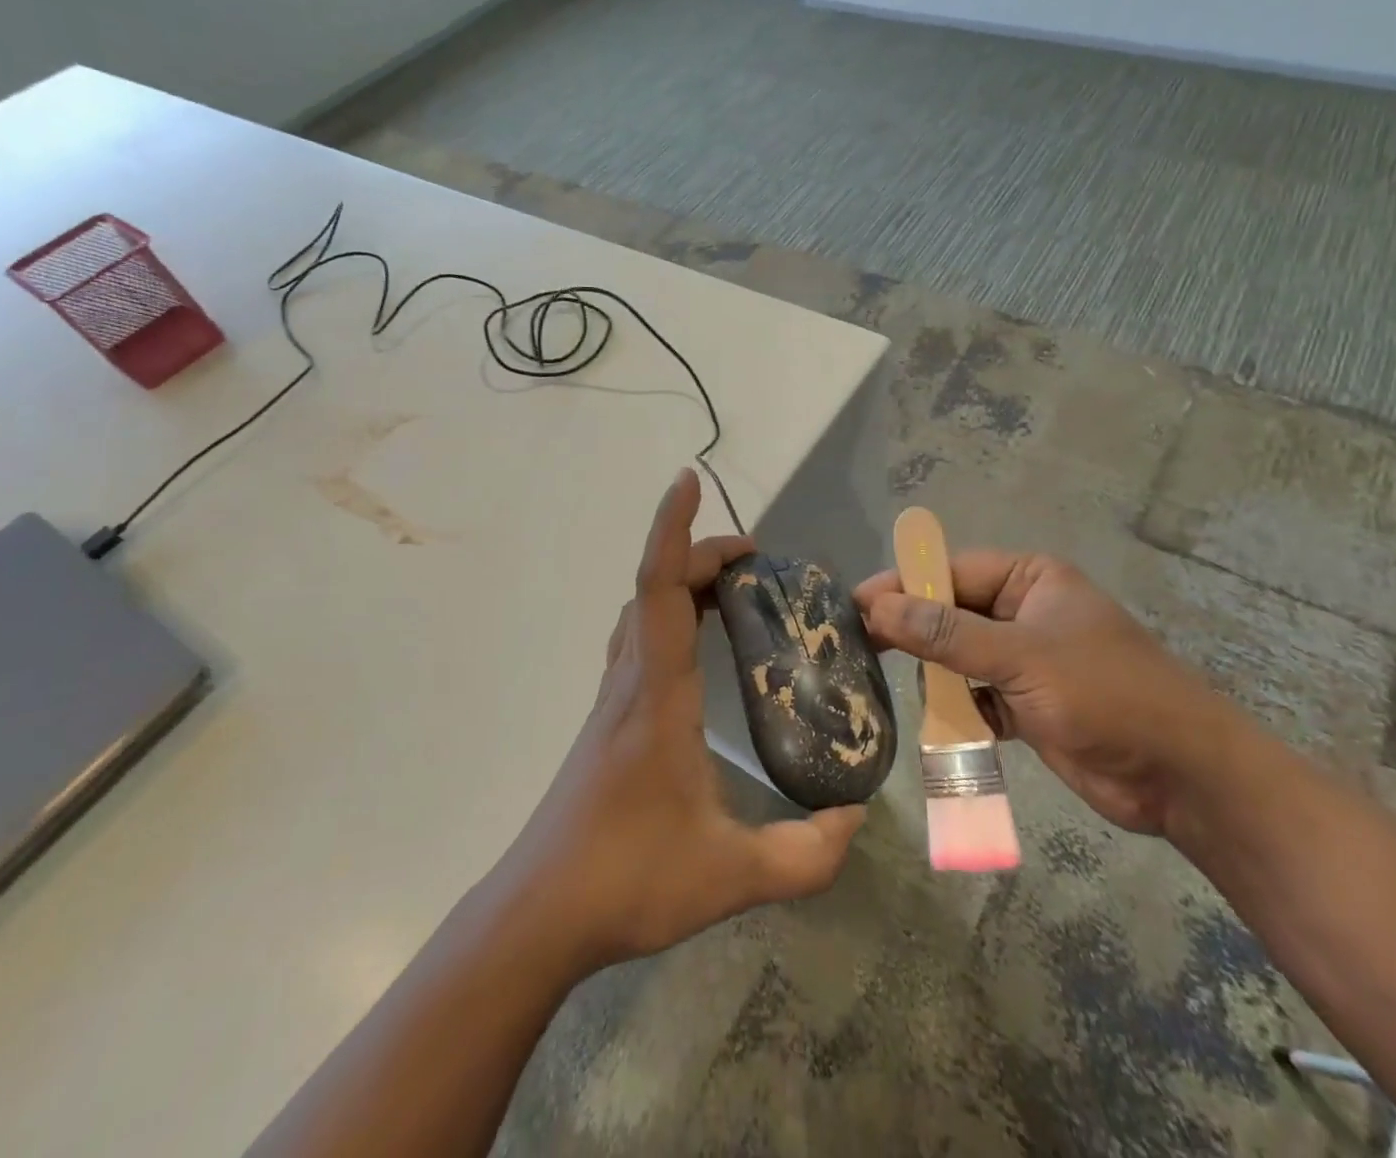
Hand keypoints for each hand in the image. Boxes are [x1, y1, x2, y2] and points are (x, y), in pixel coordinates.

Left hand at [498, 468, 865, 973]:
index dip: (673, 529)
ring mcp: (612, 700)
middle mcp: (629, 681)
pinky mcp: (607, 722)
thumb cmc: (627, 880)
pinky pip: (637, 642)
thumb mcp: (731, 875)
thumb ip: (806, 854)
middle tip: (757, 561)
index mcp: (657, 694)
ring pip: (640, 613)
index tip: (689, 481)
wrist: (538, 913)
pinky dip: (666, 617)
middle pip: (654, 588)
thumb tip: (856, 818)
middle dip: (699, 554)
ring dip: (680, 583)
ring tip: (734, 593)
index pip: (660, 587)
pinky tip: (697, 649)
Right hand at [854, 551, 1239, 835]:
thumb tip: (877, 608)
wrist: (1183, 777)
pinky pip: (972, 694)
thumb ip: (946, 634)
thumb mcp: (1022, 656)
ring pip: (956, 655)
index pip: (950, 571)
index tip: (854, 606)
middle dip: (909, 628)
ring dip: (928, 671)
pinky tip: (930, 719)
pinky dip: (952, 707)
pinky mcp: (1025, 703)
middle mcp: (1023, 612)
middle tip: (857, 644)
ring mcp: (1024, 659)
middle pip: (949, 612)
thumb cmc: (1107, 694)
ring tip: (880, 681)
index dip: (902, 585)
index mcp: (1030, 580)